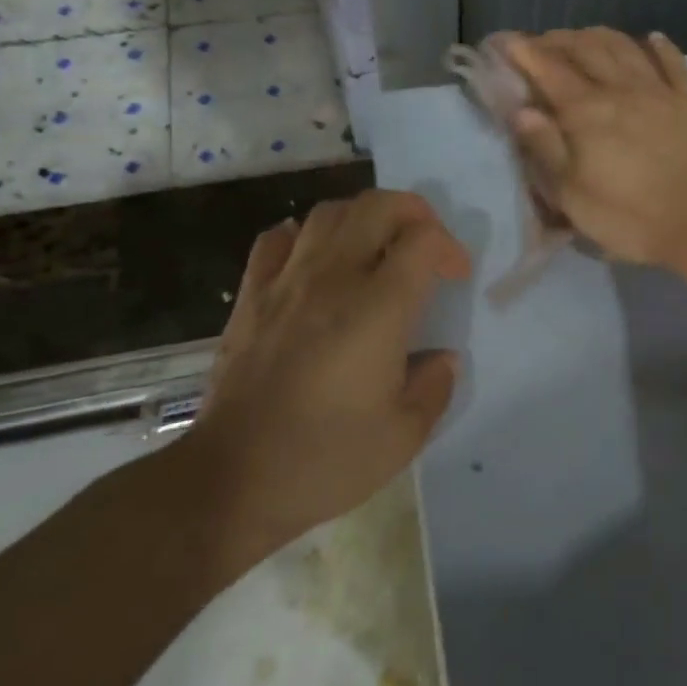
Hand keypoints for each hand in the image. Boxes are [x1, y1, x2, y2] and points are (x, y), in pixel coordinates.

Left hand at [190, 191, 470, 570]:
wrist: (231, 479)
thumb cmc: (324, 459)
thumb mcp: (403, 436)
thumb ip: (434, 387)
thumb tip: (443, 357)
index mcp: (378, 308)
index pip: (423, 240)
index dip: (449, 248)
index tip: (455, 279)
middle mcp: (333, 278)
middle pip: (377, 206)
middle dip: (413, 212)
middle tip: (424, 245)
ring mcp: (285, 282)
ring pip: (328, 213)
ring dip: (363, 217)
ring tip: (376, 247)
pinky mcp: (251, 297)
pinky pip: (275, 239)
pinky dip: (303, 235)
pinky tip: (315, 260)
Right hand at [502, 28, 686, 268]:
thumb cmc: (629, 216)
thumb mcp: (572, 195)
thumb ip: (546, 148)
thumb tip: (521, 109)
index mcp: (586, 111)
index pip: (547, 69)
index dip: (523, 51)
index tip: (504, 40)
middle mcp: (620, 89)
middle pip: (585, 50)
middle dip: (558, 40)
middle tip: (541, 42)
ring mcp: (659, 91)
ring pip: (625, 48)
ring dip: (600, 36)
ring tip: (584, 35)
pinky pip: (674, 62)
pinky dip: (660, 46)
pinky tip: (652, 37)